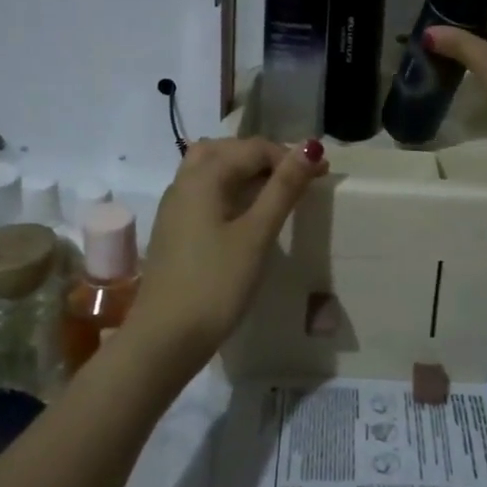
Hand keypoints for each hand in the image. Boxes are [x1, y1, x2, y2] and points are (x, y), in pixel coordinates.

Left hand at [127, 137, 328, 373]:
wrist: (164, 339)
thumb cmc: (215, 284)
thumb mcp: (257, 234)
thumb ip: (283, 188)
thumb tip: (309, 148)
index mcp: (204, 176)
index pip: (253, 148)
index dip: (289, 156)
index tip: (321, 175)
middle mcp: (185, 181)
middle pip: (227, 150)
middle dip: (265, 157)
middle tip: (297, 179)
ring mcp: (175, 206)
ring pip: (211, 168)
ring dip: (244, 171)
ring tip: (274, 191)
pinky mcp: (174, 229)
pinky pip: (204, 191)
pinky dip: (229, 189)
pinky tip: (245, 214)